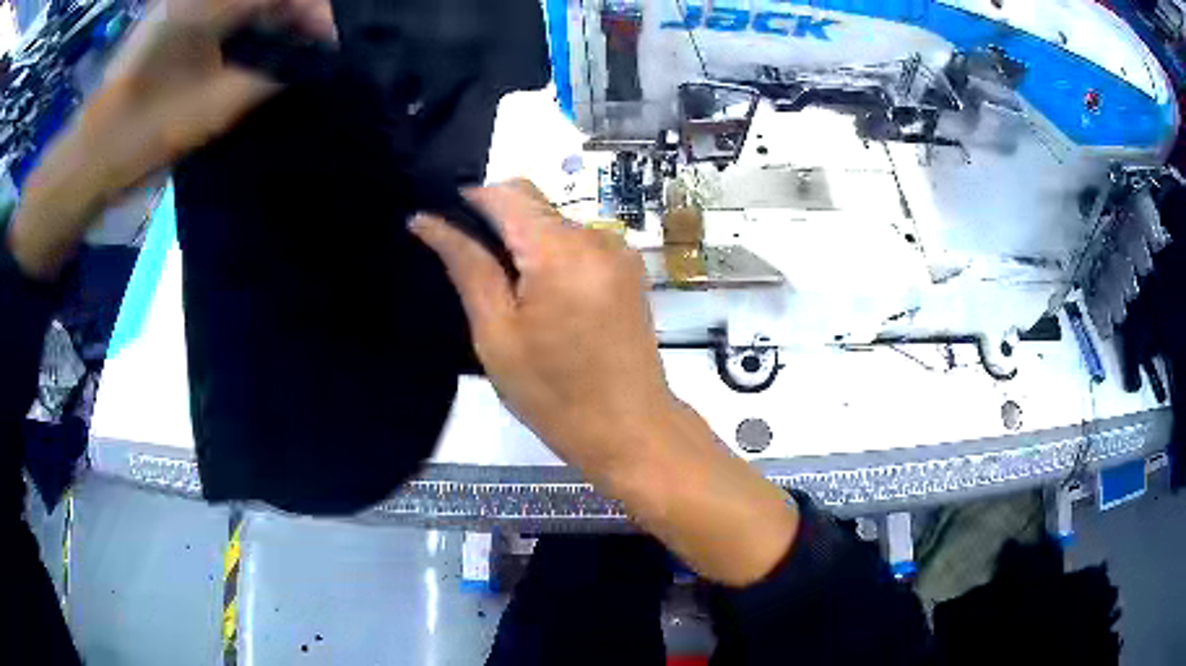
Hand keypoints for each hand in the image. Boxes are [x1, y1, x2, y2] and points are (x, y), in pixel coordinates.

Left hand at [92, 0, 336, 192]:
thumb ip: (270, 75)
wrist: (89, 158)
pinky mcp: (169, 21)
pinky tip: (251, 46)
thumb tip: (312, 63)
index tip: (331, 42)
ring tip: (288, 47)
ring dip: (272, 15)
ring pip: (241, 0)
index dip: (315, 9)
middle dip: (296, 11)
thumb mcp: (215, 107)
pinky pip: (220, 9)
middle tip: (312, 46)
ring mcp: (180, 3)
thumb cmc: (145, 133)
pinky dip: (245, 21)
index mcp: (207, 4)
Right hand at [413, 181, 798, 586]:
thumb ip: (466, 265)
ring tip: (506, 293)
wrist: (631, 430)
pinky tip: (541, 298)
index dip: (469, 199)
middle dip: (496, 223)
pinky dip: (551, 256)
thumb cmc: (555, 394)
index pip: (507, 193)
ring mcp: (619, 251)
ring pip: (555, 223)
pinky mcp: (629, 268)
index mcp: (561, 250)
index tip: (441, 222)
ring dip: (524, 242)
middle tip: (469, 269)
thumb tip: (426, 220)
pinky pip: (578, 243)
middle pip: (533, 204)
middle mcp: (597, 236)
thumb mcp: (497, 334)